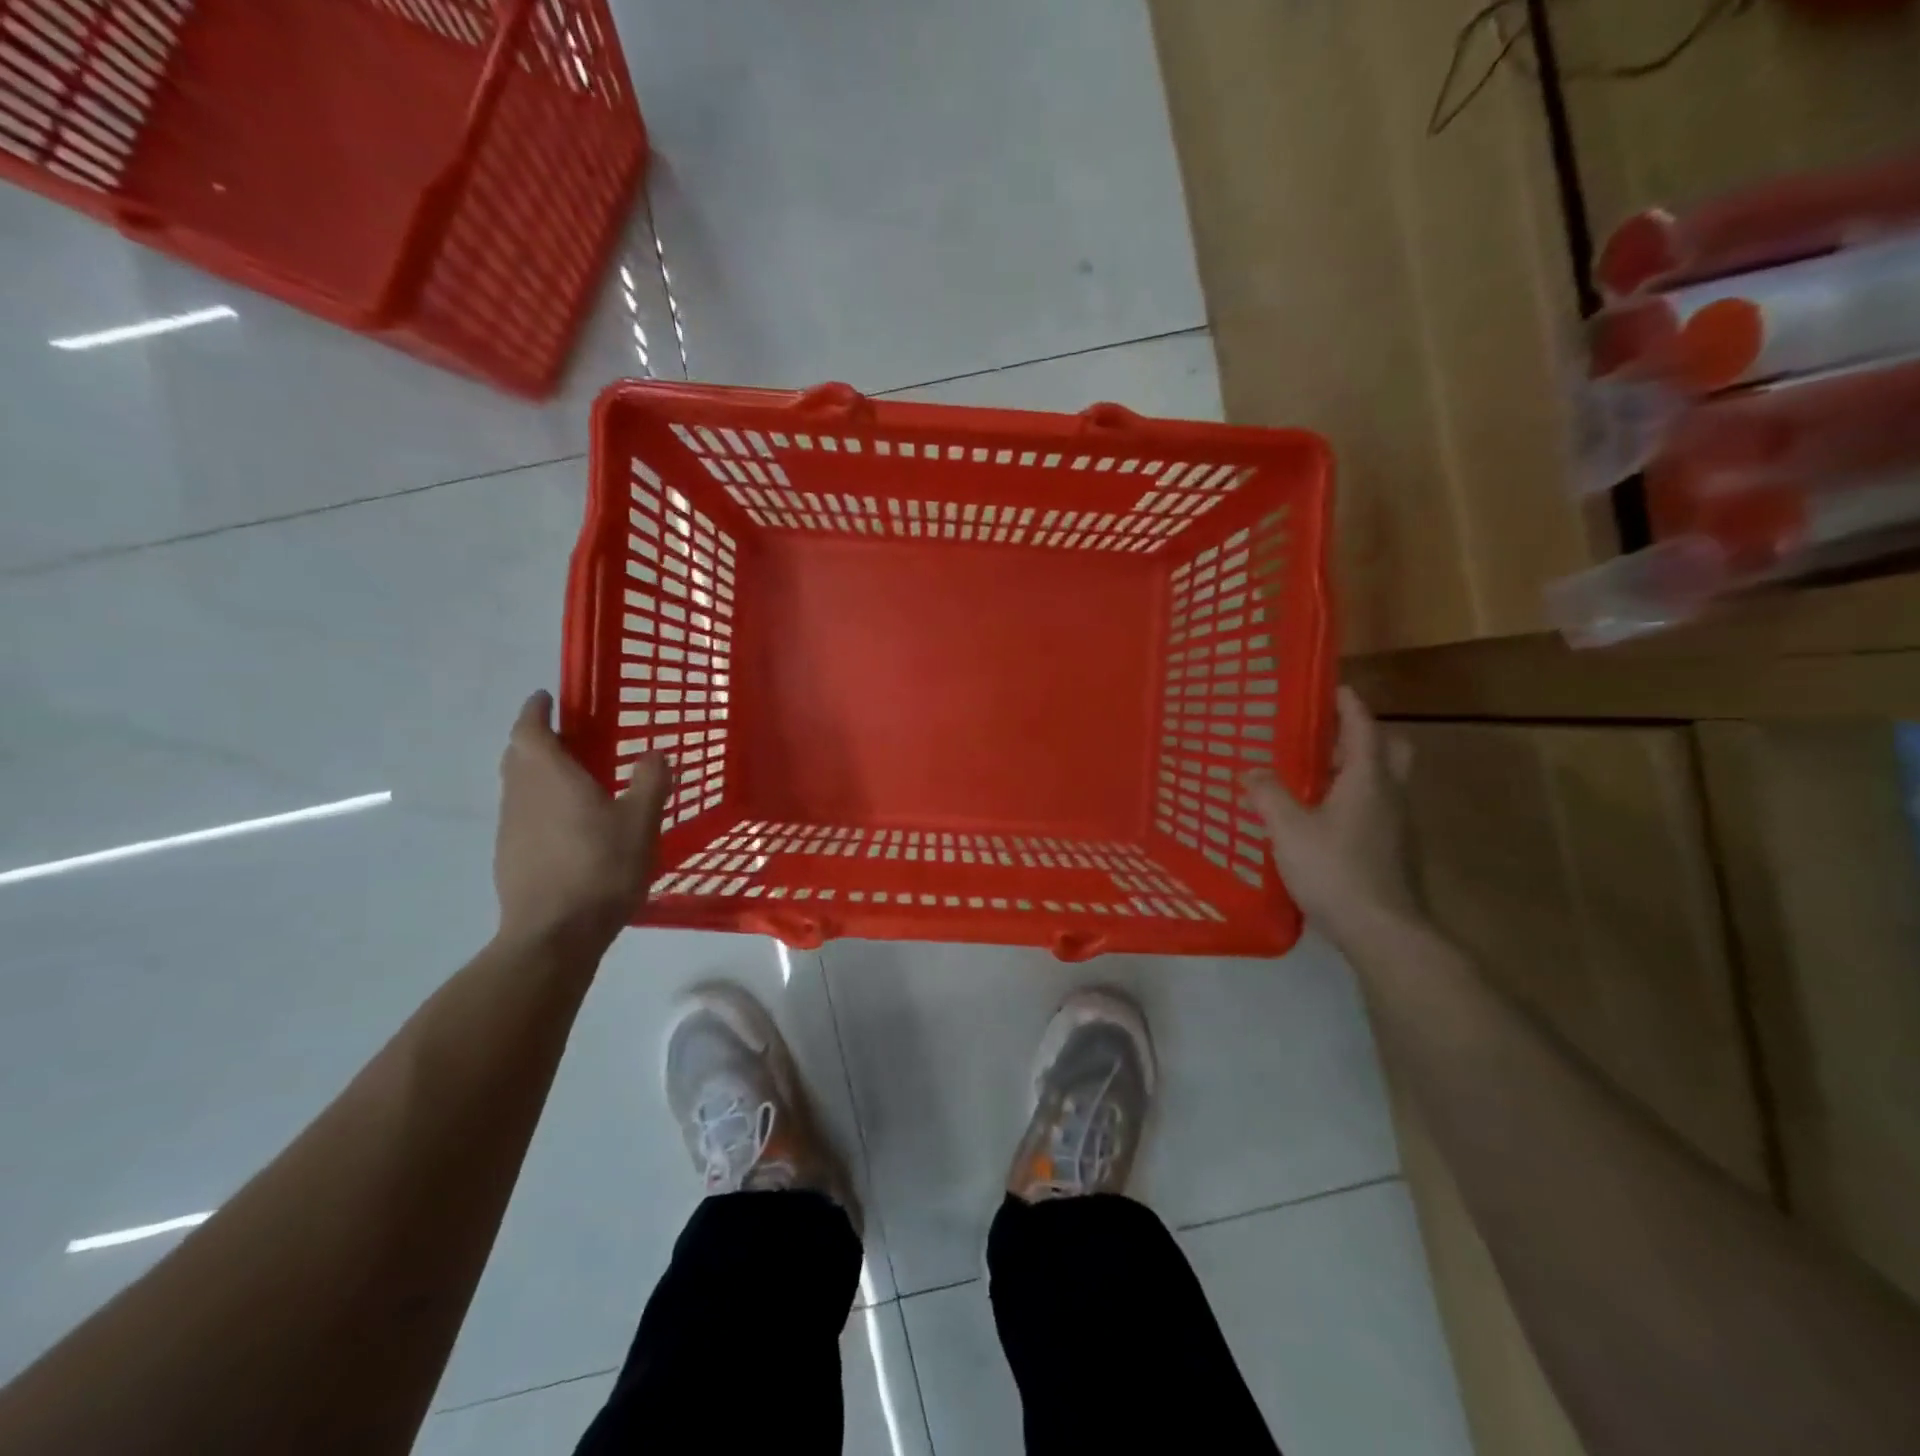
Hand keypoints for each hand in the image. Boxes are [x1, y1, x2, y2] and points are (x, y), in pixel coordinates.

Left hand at [494, 691, 670, 950]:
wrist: (553, 934)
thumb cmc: (600, 868)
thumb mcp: (641, 822)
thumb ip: (650, 782)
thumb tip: (654, 753)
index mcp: (550, 777)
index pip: (530, 729)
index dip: (536, 710)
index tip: (547, 697)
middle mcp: (521, 795)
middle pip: (518, 755)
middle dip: (537, 739)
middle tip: (569, 736)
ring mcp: (511, 828)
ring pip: (518, 786)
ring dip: (538, 773)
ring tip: (574, 780)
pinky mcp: (509, 857)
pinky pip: (523, 815)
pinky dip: (540, 805)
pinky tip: (569, 827)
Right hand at [1243, 686, 1417, 946]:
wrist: (1382, 931)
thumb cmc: (1335, 870)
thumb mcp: (1288, 830)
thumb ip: (1268, 795)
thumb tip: (1251, 770)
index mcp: (1368, 779)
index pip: (1363, 727)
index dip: (1349, 704)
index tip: (1335, 686)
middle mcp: (1390, 795)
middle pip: (1389, 749)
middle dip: (1363, 735)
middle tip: (1327, 736)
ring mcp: (1396, 825)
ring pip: (1383, 781)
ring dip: (1356, 769)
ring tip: (1315, 775)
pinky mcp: (1393, 850)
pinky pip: (1376, 808)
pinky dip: (1354, 799)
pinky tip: (1322, 819)